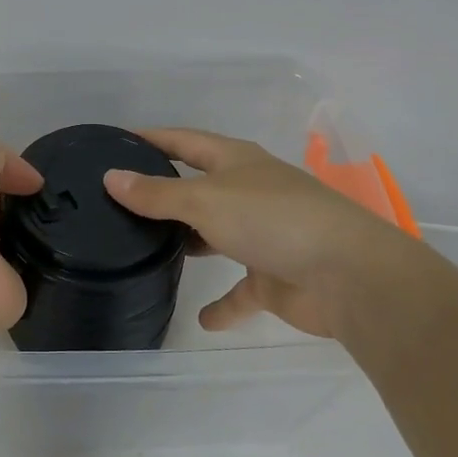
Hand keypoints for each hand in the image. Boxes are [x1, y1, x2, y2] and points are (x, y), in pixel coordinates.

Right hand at [103, 128, 401, 341]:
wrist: (346, 275)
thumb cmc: (271, 219)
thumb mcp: (206, 199)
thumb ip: (157, 193)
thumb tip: (111, 178)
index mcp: (236, 161)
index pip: (184, 141)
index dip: (151, 139)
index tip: (114, 142)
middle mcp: (248, 192)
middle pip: (199, 187)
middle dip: (165, 192)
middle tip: (119, 202)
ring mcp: (263, 235)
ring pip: (216, 235)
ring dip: (189, 242)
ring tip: (145, 250)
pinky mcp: (273, 277)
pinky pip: (239, 291)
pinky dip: (222, 304)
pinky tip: (201, 318)